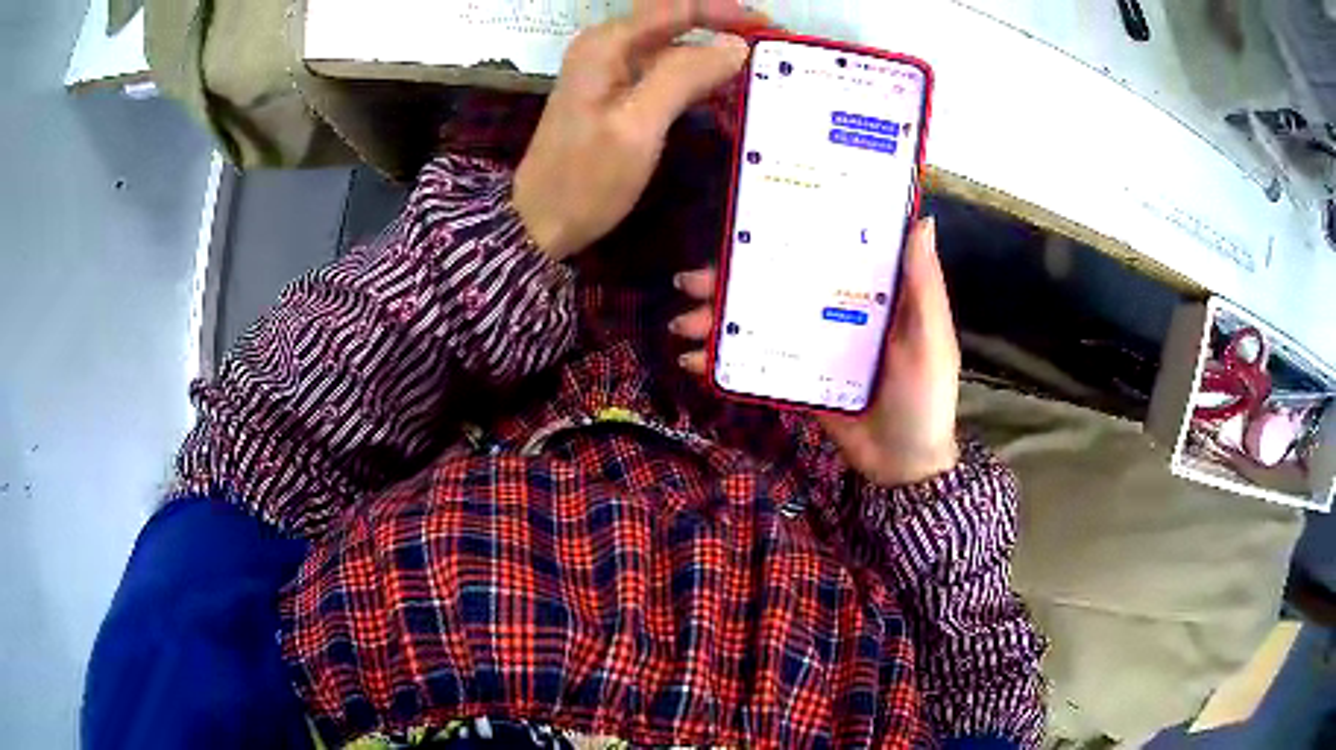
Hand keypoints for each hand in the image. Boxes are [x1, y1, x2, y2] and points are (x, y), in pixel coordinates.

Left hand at [514, 0, 763, 259]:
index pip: (676, 8)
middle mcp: (607, 48)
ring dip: (714, 58)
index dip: (727, 12)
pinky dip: (697, 82)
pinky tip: (726, 97)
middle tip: (773, 50)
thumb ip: (684, 77)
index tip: (771, 28)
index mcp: (607, 45)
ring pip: (673, 50)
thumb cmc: (585, 179)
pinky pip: (665, 75)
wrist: (539, 223)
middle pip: (675, 23)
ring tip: (761, 73)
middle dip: (724, 31)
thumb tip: (735, 44)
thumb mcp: (638, 126)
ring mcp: (609, 72)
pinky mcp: (616, 96)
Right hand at [672, 219, 960, 486]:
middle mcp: (833, 310)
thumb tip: (922, 220)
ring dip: (716, 320)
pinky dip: (722, 361)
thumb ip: (924, 285)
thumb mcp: (930, 339)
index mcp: (865, 293)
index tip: (743, 226)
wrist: (903, 466)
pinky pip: (755, 362)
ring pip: (757, 321)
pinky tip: (693, 362)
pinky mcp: (796, 379)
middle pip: (774, 285)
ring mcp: (811, 346)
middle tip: (686, 283)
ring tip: (681, 327)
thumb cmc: (925, 396)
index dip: (780, 236)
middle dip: (726, 282)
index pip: (818, 252)